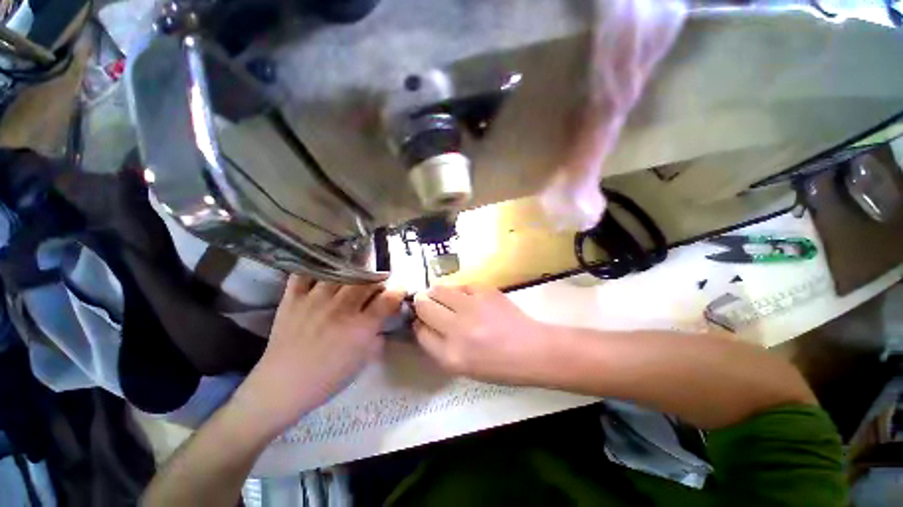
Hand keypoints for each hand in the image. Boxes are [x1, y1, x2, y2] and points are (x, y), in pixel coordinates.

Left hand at [232, 276, 403, 433]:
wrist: (282, 385)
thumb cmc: (327, 378)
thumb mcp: (362, 360)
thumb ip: (377, 336)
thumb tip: (384, 320)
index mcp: (360, 327)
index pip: (388, 299)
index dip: (398, 291)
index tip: (399, 289)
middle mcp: (341, 308)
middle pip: (367, 281)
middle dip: (377, 280)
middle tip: (377, 284)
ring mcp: (315, 300)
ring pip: (341, 272)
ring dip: (353, 271)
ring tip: (355, 274)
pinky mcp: (293, 298)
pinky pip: (305, 274)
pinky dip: (316, 268)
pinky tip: (325, 269)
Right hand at [413, 285, 552, 384]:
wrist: (531, 349)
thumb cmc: (497, 365)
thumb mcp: (461, 366)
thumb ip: (438, 346)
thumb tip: (422, 323)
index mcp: (451, 355)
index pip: (420, 332)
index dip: (418, 324)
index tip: (421, 320)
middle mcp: (457, 329)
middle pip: (424, 307)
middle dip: (422, 304)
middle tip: (427, 303)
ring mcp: (472, 307)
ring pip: (439, 290)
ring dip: (436, 293)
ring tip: (443, 297)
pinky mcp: (484, 291)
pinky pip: (461, 286)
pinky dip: (459, 291)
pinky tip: (467, 298)